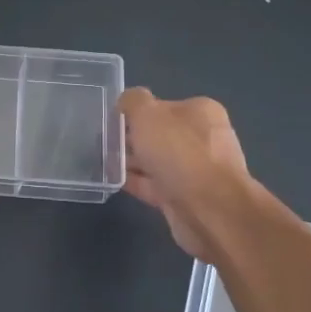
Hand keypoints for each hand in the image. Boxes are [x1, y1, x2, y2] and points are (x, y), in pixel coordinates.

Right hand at [118, 88, 259, 260]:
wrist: (209, 210)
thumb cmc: (179, 152)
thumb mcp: (148, 114)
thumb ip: (133, 101)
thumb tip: (127, 102)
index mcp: (201, 113)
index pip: (163, 105)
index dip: (137, 111)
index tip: (112, 120)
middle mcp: (203, 139)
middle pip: (160, 134)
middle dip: (133, 138)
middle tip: (102, 141)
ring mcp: (196, 171)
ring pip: (156, 161)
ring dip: (132, 161)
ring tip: (101, 161)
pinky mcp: (186, 198)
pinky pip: (155, 185)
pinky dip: (136, 182)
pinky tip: (112, 180)